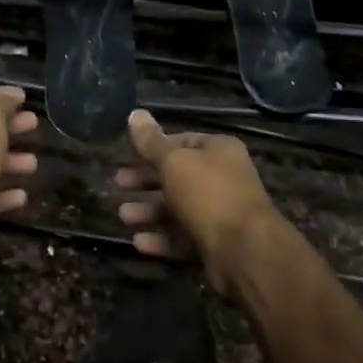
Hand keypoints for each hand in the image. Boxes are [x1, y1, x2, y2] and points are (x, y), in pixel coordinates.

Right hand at [114, 109, 286, 296]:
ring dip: (149, 211)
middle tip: (118, 183)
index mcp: (219, 151)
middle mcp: (223, 178)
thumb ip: (151, 142)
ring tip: (122, 216)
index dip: (154, 147)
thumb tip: (135, 113)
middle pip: (177, 176)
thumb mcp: (174, 161)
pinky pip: (183, 238)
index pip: (182, 141)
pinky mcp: (216, 244)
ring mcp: (221, 213)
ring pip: (178, 209)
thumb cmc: (207, 193)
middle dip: (146, 180)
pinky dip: (161, 239)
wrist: (244, 250)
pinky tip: (138, 242)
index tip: (127, 155)